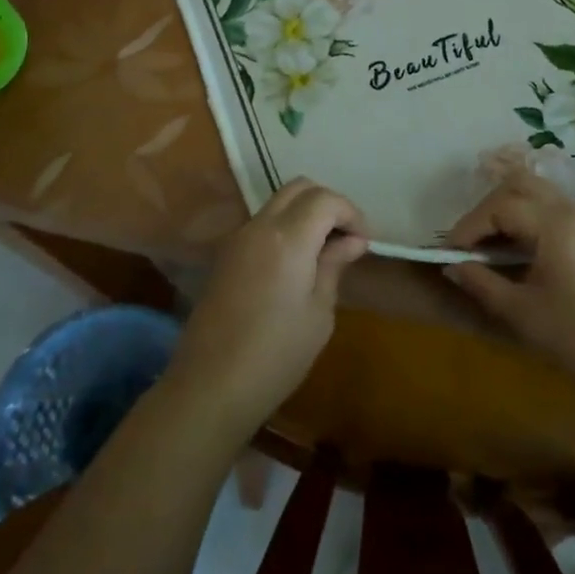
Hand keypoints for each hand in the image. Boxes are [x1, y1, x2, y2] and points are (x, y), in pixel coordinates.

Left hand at [165, 178, 368, 444]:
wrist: (210, 385)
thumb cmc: (275, 355)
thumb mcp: (318, 314)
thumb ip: (333, 266)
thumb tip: (352, 240)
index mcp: (287, 238)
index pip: (325, 199)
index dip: (350, 212)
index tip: (364, 241)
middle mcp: (260, 226)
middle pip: (299, 188)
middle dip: (328, 203)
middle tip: (346, 237)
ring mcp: (238, 238)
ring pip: (278, 202)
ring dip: (305, 213)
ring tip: (324, 250)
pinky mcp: (225, 254)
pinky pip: (262, 224)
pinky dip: (285, 227)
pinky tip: (296, 262)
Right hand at [443, 162, 574, 410]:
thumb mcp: (521, 313)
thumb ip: (481, 283)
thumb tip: (452, 266)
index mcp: (555, 226)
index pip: (501, 207)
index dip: (470, 226)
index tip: (451, 252)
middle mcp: (573, 213)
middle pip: (521, 185)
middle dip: (489, 206)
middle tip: (471, 240)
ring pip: (540, 193)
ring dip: (510, 208)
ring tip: (491, 243)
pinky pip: (556, 210)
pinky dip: (530, 218)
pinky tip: (520, 250)